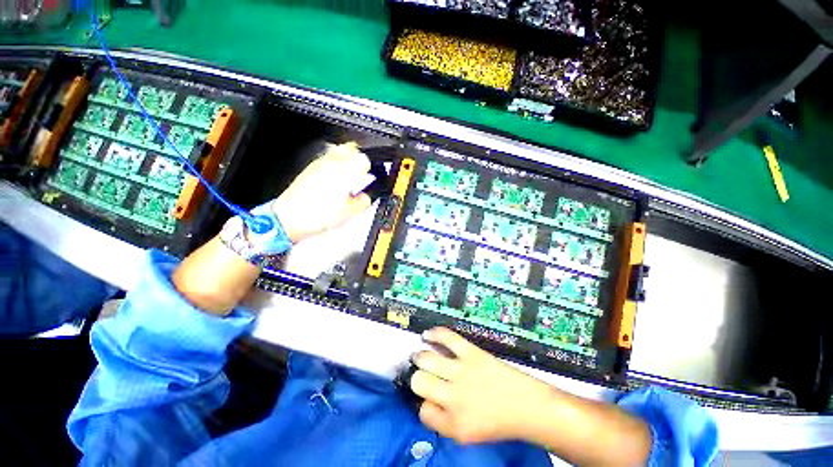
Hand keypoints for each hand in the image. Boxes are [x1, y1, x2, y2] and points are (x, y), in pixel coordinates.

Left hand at [272, 142, 372, 242]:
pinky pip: (327, 157)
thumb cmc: (318, 215)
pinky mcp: (311, 167)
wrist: (292, 217)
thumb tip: (366, 196)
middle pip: (352, 148)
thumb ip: (364, 201)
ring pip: (339, 149)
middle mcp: (333, 163)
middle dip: (359, 159)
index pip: (364, 160)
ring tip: (347, 174)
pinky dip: (335, 163)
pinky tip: (334, 178)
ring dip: (347, 159)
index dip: (369, 170)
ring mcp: (320, 163)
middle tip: (360, 173)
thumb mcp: (350, 213)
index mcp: (345, 173)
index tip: (368, 178)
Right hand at [410, 327, 553, 444]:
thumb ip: (444, 422)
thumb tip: (427, 402)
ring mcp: (462, 372)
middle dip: (417, 379)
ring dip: (420, 357)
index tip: (430, 399)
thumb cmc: (499, 422)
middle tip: (421, 376)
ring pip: (427, 359)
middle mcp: (454, 398)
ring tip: (419, 356)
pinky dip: (434, 334)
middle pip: (419, 382)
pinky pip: (447, 338)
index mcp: (454, 425)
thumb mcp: (468, 435)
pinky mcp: (472, 353)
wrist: (527, 406)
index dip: (425, 404)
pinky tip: (428, 335)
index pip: (423, 412)